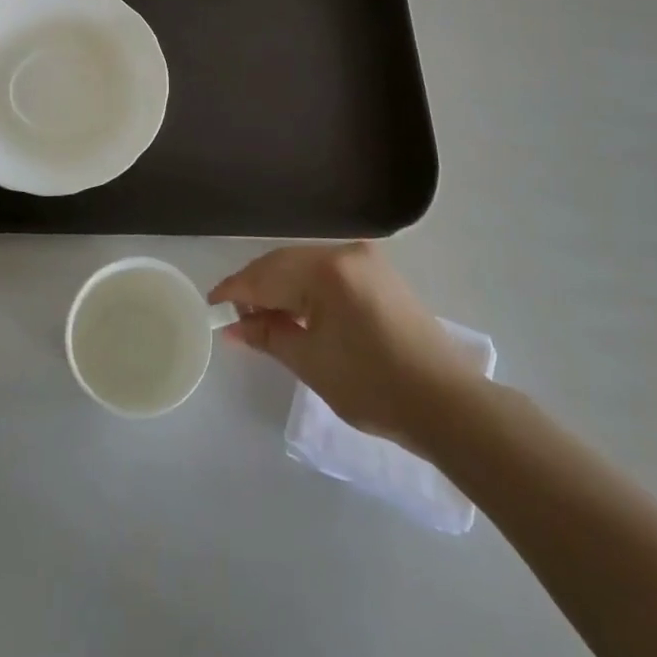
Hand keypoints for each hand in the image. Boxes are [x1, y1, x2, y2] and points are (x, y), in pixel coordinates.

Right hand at [210, 243, 479, 450]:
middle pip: (285, 263)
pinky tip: (296, 312)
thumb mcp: (311, 362)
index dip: (235, 290)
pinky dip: (306, 289)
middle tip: (234, 317)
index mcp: (328, 269)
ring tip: (263, 318)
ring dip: (281, 288)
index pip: (267, 273)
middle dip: (257, 288)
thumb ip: (269, 335)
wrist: (446, 403)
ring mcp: (366, 260)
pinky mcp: (379, 274)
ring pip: (306, 266)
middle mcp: (346, 252)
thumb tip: (234, 326)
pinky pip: (328, 273)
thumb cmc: (373, 385)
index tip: (210, 306)